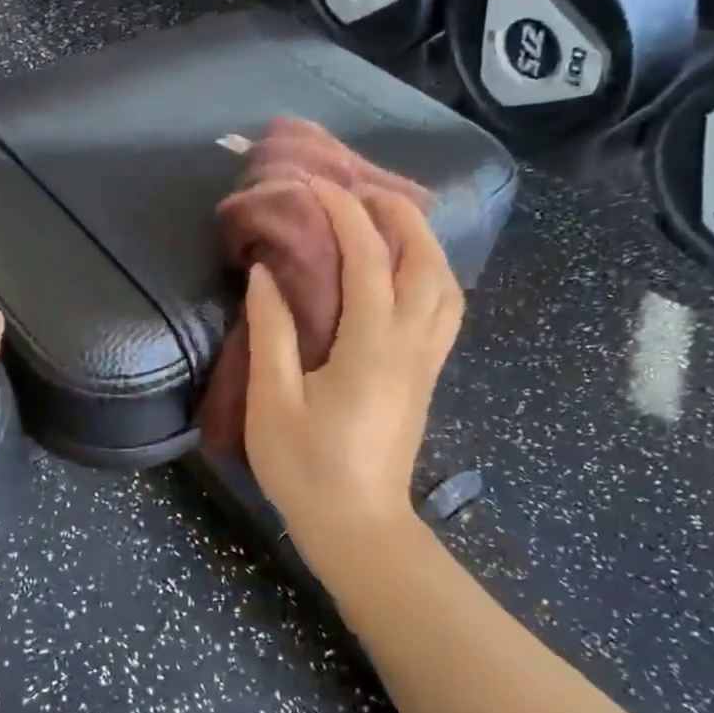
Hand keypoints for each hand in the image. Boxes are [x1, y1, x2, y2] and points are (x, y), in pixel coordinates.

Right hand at [243, 177, 463, 549]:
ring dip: (423, 244)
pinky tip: (404, 275)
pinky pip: (443, 310)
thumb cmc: (306, 469)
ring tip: (389, 223)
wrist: (357, 527)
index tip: (317, 185)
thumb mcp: (273, 402)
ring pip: (446, 286)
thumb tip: (267, 274)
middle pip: (426, 263)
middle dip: (400, 216)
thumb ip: (272, 333)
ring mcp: (426, 363)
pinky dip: (431, 276)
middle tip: (364, 191)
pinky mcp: (425, 379)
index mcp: (371, 347)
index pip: (368, 261)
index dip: (345, 214)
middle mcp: (411, 346)